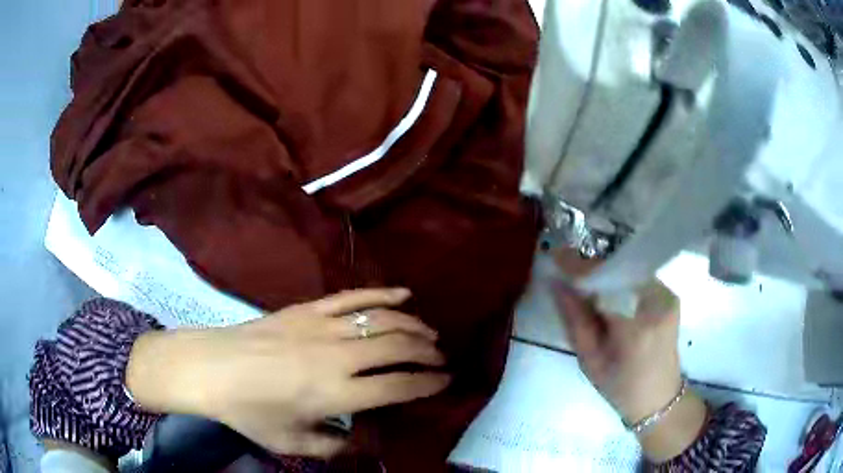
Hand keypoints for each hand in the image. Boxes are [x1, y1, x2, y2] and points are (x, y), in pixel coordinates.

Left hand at [127, 288, 449, 458]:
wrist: (210, 368)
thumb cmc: (248, 411)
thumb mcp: (292, 444)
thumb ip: (334, 448)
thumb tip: (363, 444)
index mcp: (335, 393)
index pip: (398, 385)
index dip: (428, 383)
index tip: (445, 382)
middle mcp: (337, 355)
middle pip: (399, 346)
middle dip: (428, 352)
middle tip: (441, 359)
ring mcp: (322, 325)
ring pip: (383, 318)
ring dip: (413, 324)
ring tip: (430, 333)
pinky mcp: (308, 307)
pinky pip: (353, 296)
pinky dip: (383, 293)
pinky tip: (404, 293)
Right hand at [554, 281, 682, 423]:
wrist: (659, 398)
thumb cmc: (621, 388)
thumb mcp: (590, 360)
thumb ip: (574, 319)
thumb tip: (557, 283)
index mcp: (636, 327)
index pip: (605, 283)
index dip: (580, 268)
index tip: (555, 257)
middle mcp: (658, 303)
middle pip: (619, 272)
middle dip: (592, 269)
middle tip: (568, 272)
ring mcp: (667, 296)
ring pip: (629, 273)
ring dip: (606, 275)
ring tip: (585, 283)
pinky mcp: (670, 296)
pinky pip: (639, 280)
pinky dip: (620, 282)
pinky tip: (608, 293)